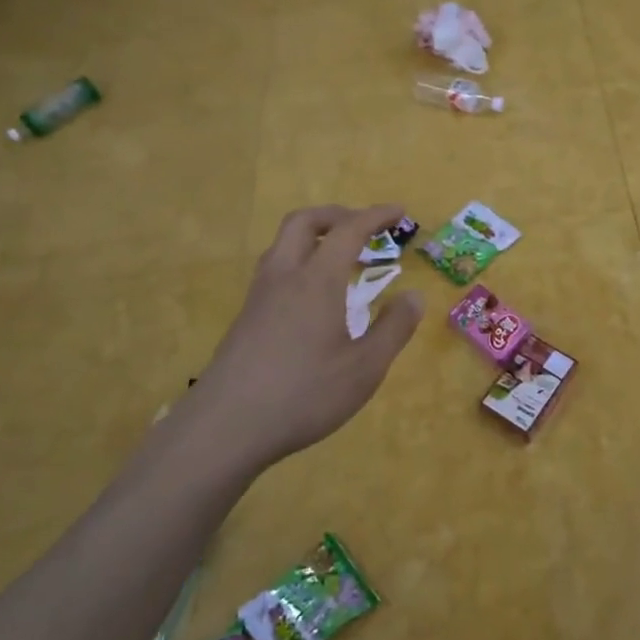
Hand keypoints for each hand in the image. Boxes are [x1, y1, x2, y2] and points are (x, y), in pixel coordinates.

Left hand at [185, 204, 423, 470]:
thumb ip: (394, 329)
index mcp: (316, 280)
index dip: (376, 216)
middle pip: (304, 222)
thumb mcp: (364, 368)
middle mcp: (284, 277)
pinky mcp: (246, 318)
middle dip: (336, 215)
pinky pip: (275, 270)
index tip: (399, 212)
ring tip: (340, 258)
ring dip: (314, 237)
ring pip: (283, 244)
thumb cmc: (303, 394)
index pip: (348, 231)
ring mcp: (259, 296)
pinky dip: (300, 262)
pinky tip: (314, 298)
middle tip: (364, 227)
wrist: (225, 427)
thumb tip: (414, 296)